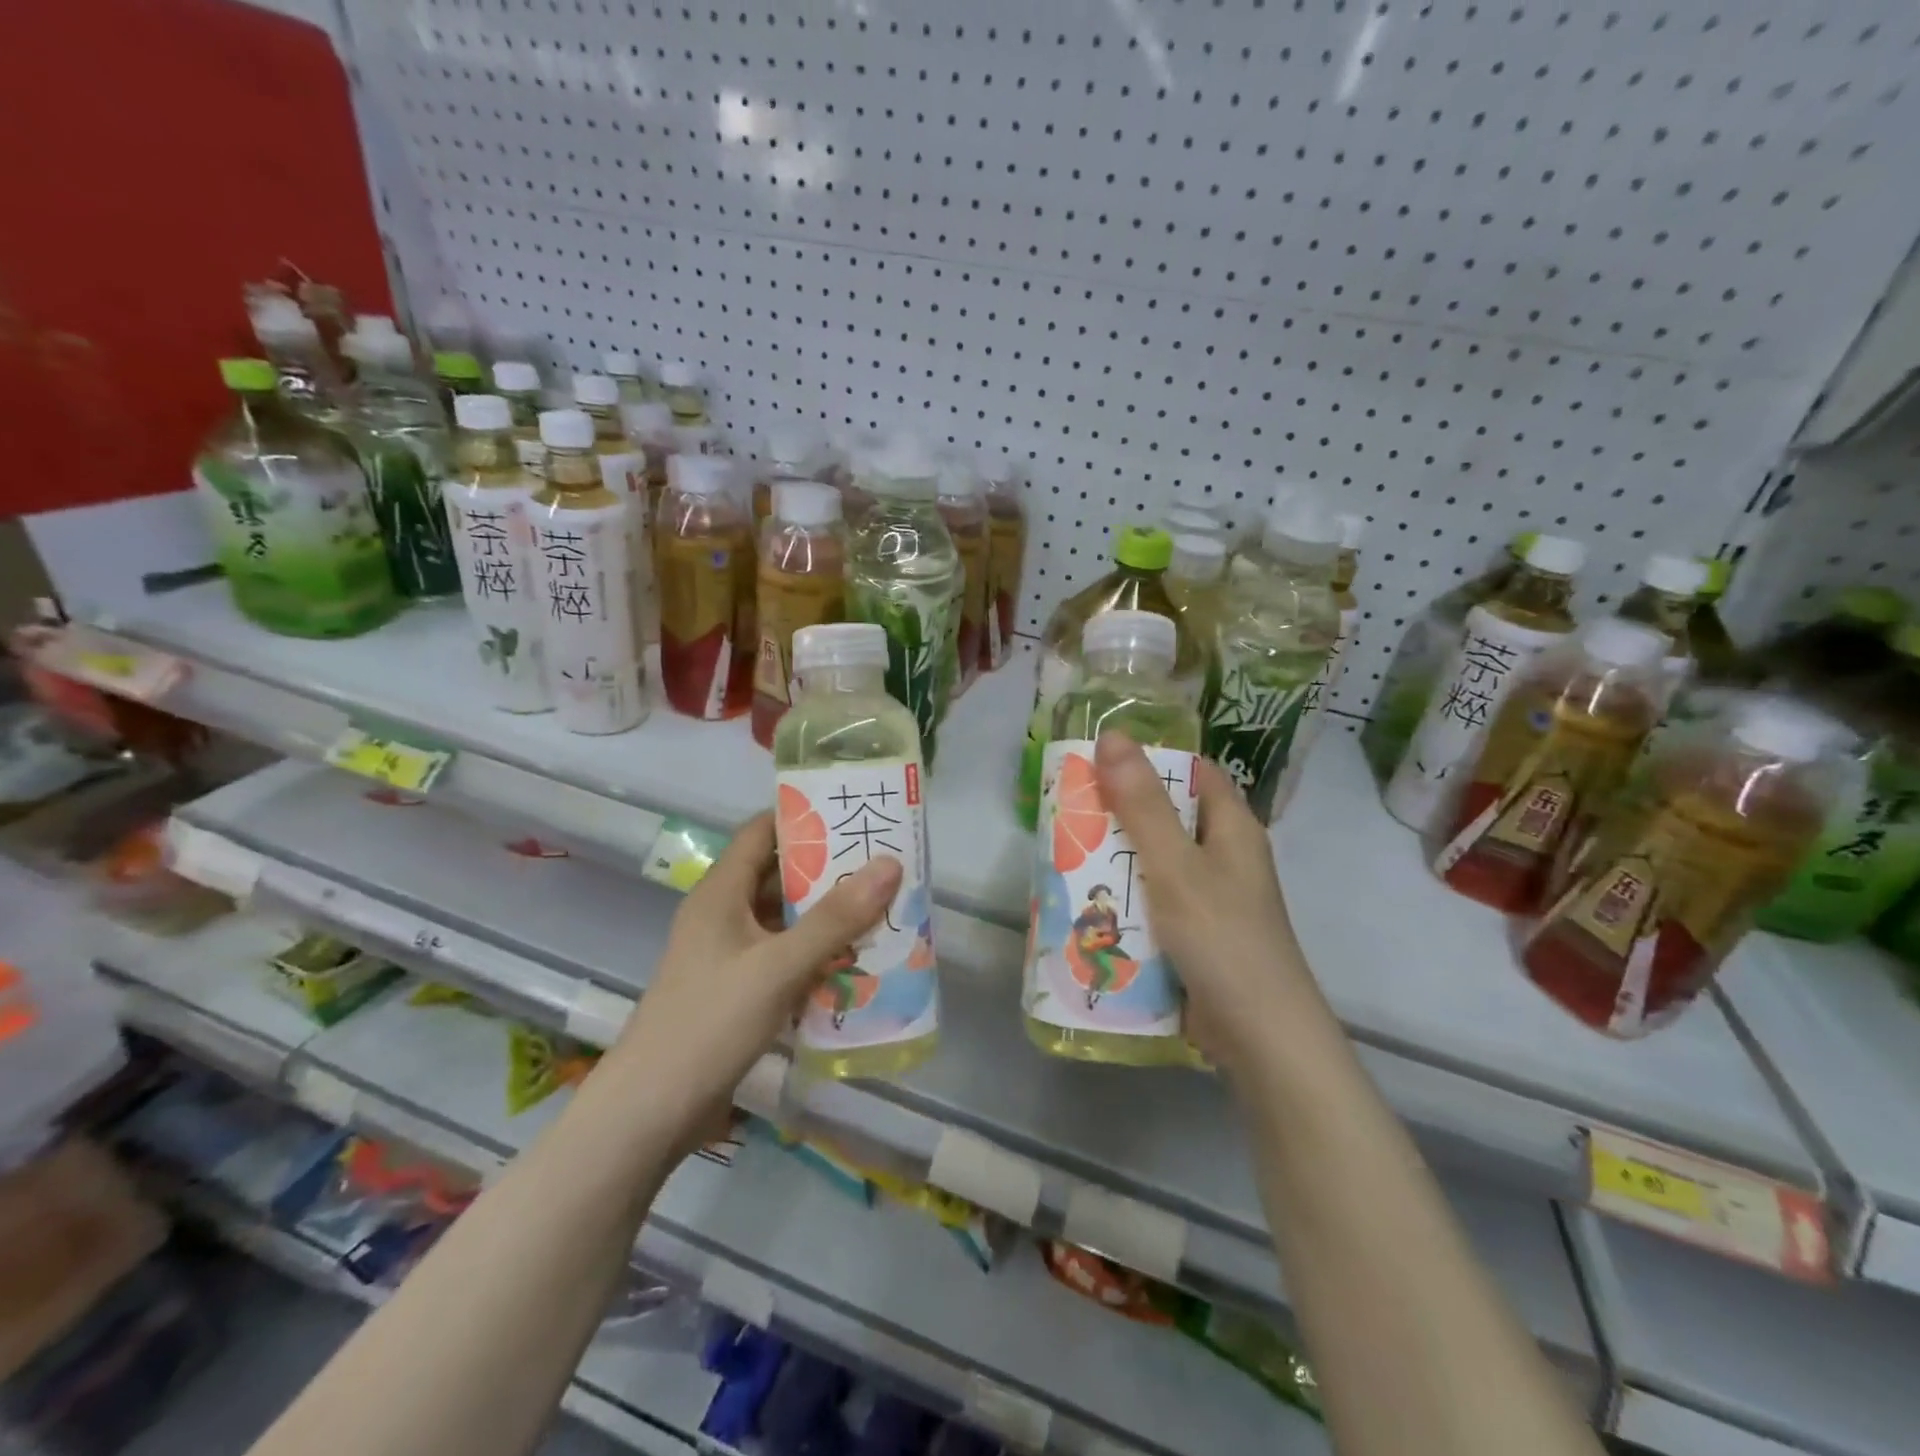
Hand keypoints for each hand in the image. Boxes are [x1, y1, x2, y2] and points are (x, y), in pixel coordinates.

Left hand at [607, 812, 900, 1142]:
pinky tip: (855, 963)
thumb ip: (835, 918)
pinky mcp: (736, 991)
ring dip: (827, 916)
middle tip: (882, 864)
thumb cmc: (710, 1023)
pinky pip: (783, 956)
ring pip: (784, 919)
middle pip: (778, 875)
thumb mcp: (779, 966)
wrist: (650, 1112)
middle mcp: (723, 915)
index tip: (853, 812)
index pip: (761, 831)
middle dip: (829, 870)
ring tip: (881, 909)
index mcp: (721, 892)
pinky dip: (815, 954)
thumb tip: (890, 864)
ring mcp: (728, 955)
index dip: (803, 816)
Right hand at [1093, 732, 1315, 1069]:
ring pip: (1155, 863)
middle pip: (1167, 818)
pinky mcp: (1195, 936)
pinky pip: (1154, 903)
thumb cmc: (1221, 937)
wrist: (1259, 1036)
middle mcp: (1224, 857)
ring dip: (1116, 859)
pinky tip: (1088, 902)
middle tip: (1068, 806)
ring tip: (1064, 850)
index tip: (1098, 758)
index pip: (1192, 772)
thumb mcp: (1176, 865)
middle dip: (1119, 812)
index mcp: (1232, 827)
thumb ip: (1143, 804)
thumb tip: (1113, 735)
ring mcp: (1210, 899)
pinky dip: (1125, 899)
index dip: (1150, 759)